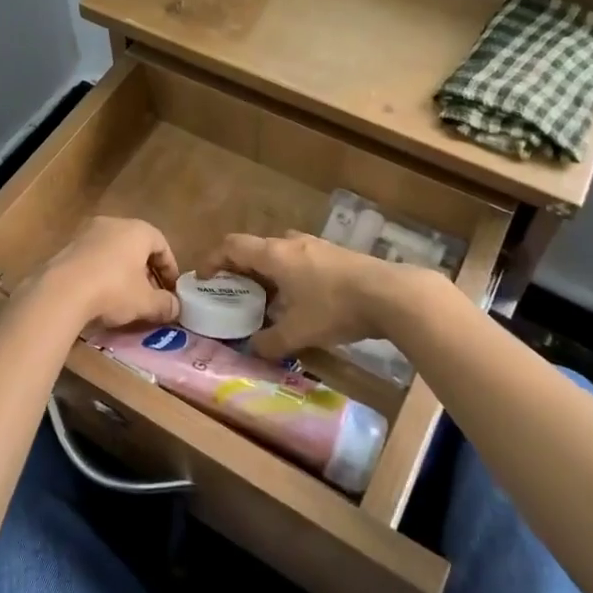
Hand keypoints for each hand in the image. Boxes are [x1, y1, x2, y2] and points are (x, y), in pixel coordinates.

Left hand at [23, 216, 179, 333]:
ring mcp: (87, 233)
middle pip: (137, 245)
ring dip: (123, 271)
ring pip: (114, 250)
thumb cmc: (113, 290)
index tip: (172, 290)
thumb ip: (165, 304)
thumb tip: (176, 308)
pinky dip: (102, 272)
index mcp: (137, 230)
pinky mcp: (68, 247)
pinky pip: (94, 258)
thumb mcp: (145, 302)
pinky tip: (101, 294)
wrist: (61, 291)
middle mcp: (113, 223)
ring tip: (126, 296)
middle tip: (151, 294)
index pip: (162, 244)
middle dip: (146, 270)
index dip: (170, 268)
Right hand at [197, 231, 443, 359]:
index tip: (203, 278)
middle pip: (255, 248)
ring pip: (280, 254)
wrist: (390, 294)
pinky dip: (289, 275)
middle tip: (234, 293)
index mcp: (274, 255)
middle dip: (240, 269)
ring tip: (266, 300)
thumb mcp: (298, 332)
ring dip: (267, 273)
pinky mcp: (336, 255)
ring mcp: (316, 246)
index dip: (213, 259)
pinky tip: (299, 301)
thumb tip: (253, 349)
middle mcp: (291, 244)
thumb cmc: (334, 308)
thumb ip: (270, 342)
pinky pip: (300, 260)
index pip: (232, 246)